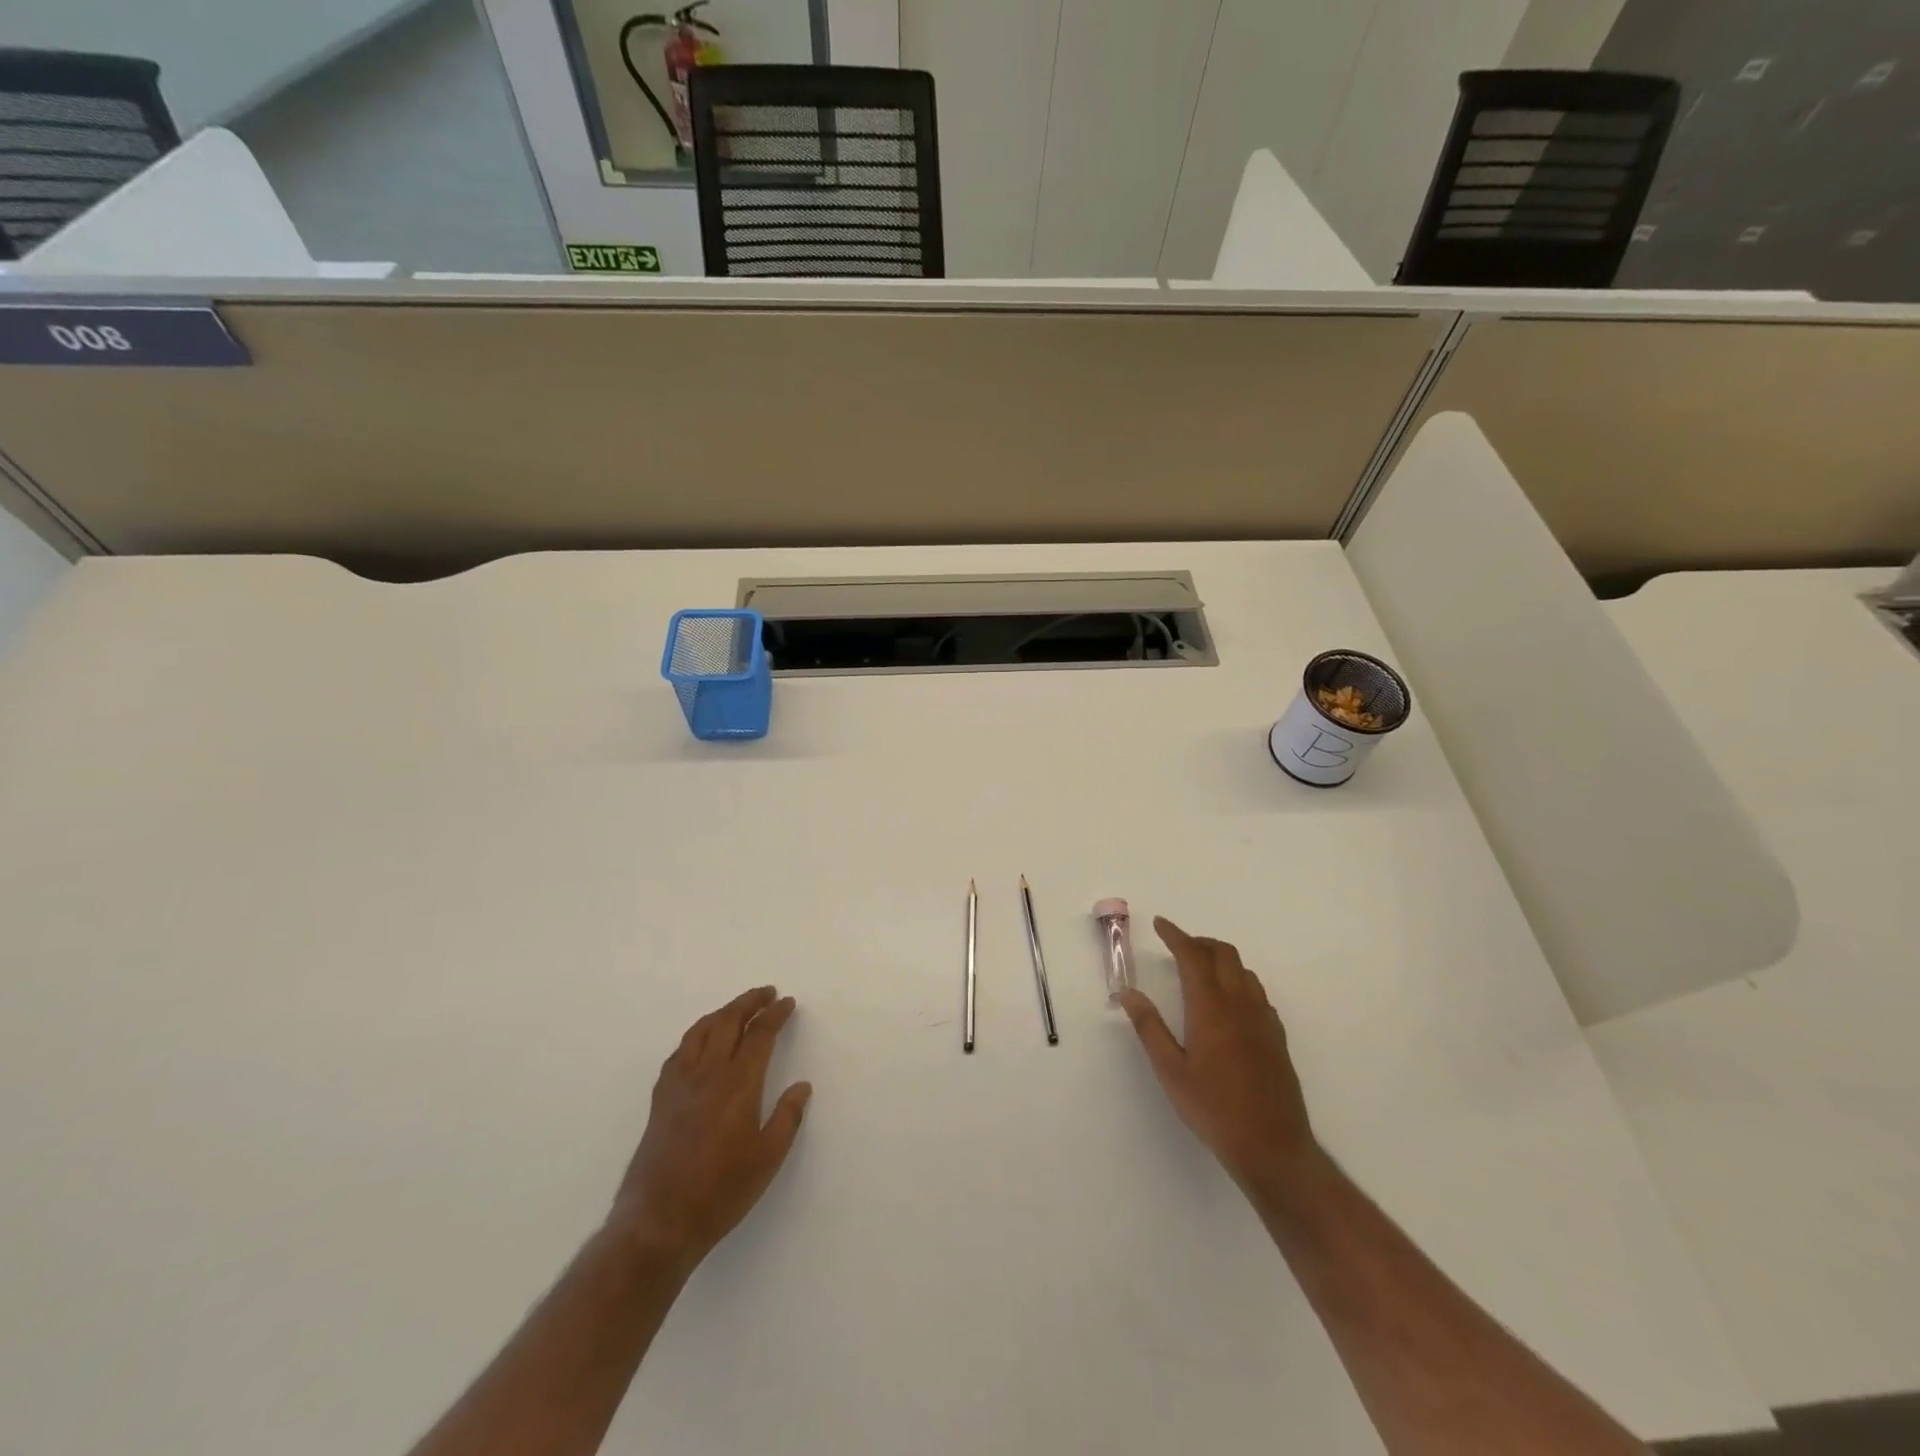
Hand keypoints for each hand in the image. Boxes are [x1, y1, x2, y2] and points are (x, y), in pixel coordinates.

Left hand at [610, 986, 812, 1270]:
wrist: (658, 1222)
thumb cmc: (721, 1192)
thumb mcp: (767, 1159)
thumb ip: (787, 1117)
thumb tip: (802, 1087)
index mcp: (738, 1084)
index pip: (760, 1034)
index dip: (775, 1015)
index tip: (788, 1002)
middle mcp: (708, 1074)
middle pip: (728, 1022)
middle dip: (749, 1002)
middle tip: (766, 993)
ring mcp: (679, 1084)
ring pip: (700, 1031)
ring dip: (722, 1013)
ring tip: (736, 1009)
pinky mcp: (660, 1099)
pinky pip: (679, 1052)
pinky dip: (695, 1035)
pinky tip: (700, 1042)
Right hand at [1118, 918, 1319, 1197]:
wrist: (1273, 1147)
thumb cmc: (1214, 1109)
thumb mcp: (1171, 1071)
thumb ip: (1149, 1027)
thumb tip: (1128, 993)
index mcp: (1211, 1008)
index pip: (1193, 956)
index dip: (1176, 935)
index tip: (1160, 924)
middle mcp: (1240, 1004)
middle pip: (1223, 954)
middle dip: (1199, 942)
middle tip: (1177, 946)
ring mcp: (1263, 1019)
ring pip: (1243, 970)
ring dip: (1220, 959)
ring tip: (1199, 969)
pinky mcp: (1277, 1036)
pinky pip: (1257, 992)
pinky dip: (1237, 980)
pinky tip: (1227, 1002)